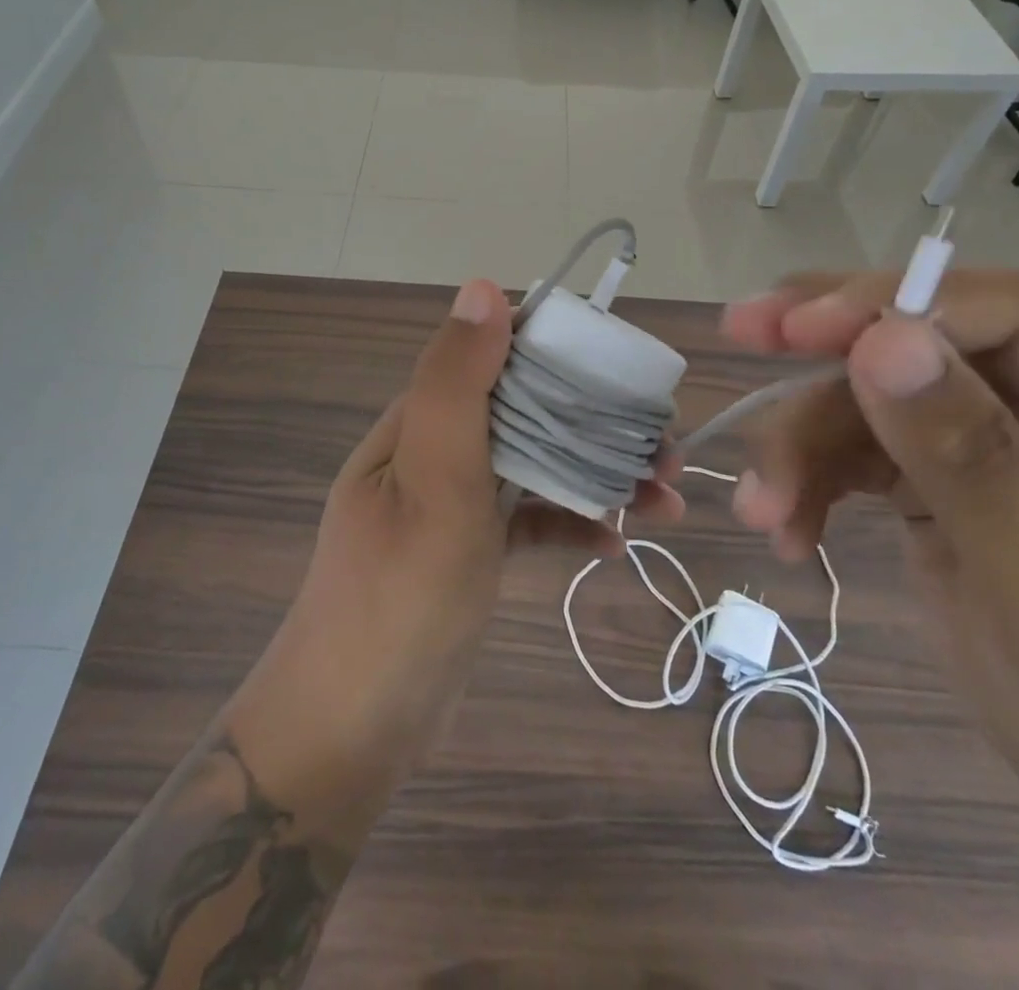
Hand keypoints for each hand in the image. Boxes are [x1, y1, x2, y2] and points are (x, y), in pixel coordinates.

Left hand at [228, 279, 681, 832]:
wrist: (351, 729)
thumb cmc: (398, 597)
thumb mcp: (431, 481)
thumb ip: (455, 384)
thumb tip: (482, 288)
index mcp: (420, 422)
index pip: (494, 356)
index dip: (560, 351)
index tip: (626, 369)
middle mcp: (435, 452)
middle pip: (527, 412)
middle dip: (597, 421)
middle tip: (666, 448)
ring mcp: (452, 505)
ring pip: (535, 467)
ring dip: (598, 475)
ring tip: (665, 501)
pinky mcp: (469, 553)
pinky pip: (529, 521)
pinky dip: (571, 524)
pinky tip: (617, 544)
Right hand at [721, 269, 1018, 915]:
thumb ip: (966, 453)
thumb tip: (882, 341)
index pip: (1008, 311)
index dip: (897, 304)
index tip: (795, 328)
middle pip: (926, 337)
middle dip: (827, 347)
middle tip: (741, 330)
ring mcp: (997, 435)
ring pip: (873, 395)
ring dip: (805, 443)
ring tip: (762, 509)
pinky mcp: (941, 472)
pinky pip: (860, 447)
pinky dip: (814, 480)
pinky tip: (788, 529)